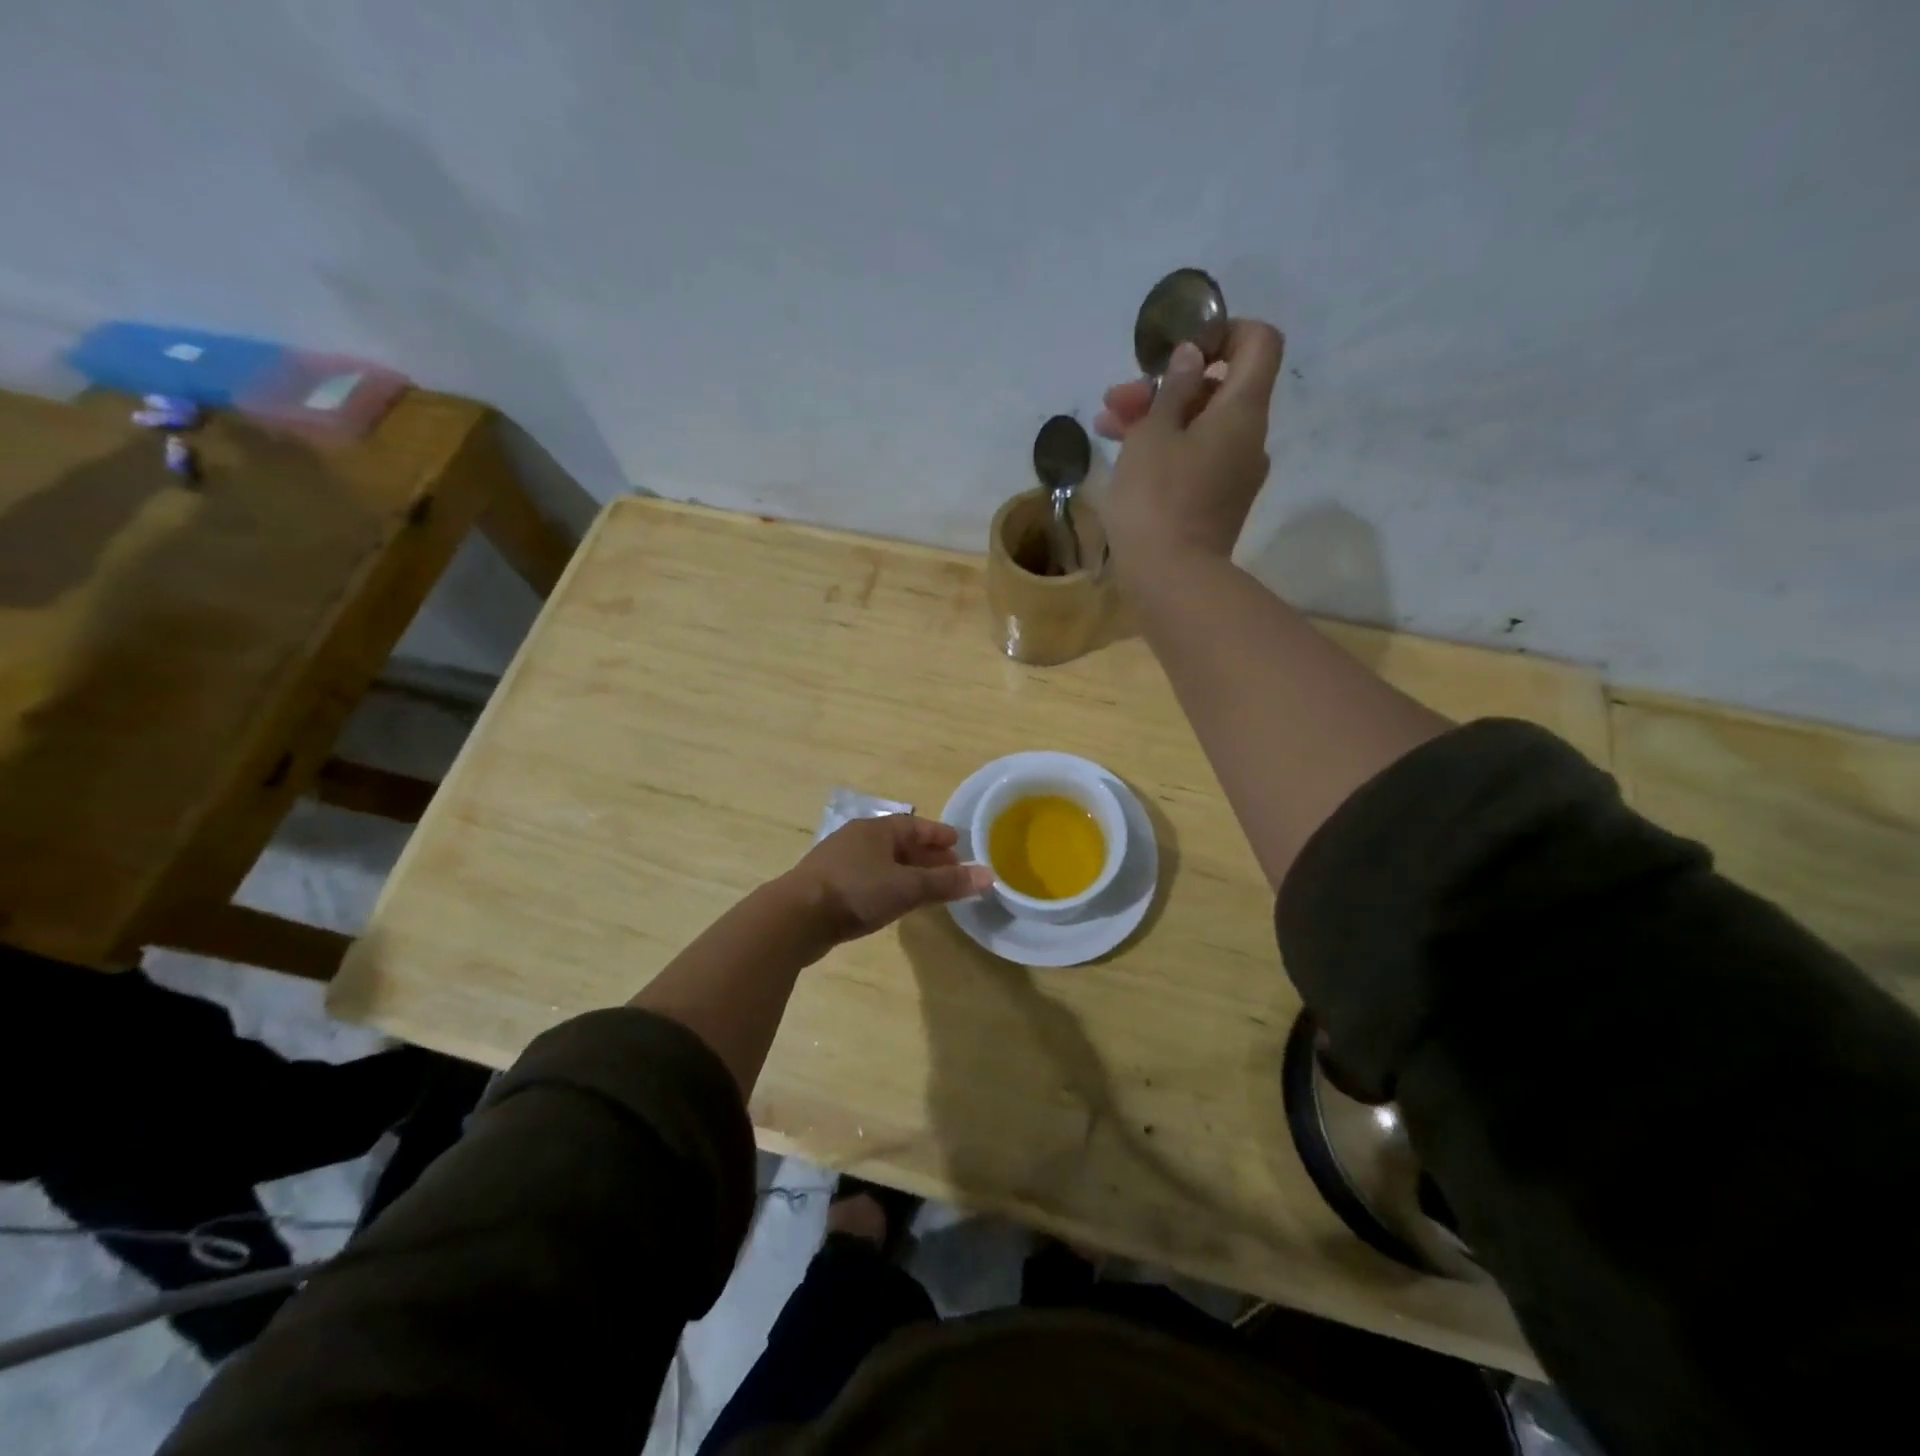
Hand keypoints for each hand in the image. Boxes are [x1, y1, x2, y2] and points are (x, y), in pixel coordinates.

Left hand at [774, 815, 991, 953]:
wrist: (795, 918)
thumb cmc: (856, 891)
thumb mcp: (907, 887)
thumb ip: (946, 883)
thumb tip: (989, 876)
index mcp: (876, 829)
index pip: (915, 826)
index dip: (939, 835)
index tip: (959, 844)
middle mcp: (857, 839)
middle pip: (900, 844)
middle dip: (926, 856)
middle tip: (952, 870)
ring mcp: (840, 863)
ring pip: (884, 863)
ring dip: (908, 873)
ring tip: (929, 889)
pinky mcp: (829, 887)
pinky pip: (869, 880)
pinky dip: (890, 886)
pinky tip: (896, 903)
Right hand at [1093, 319, 1285, 567]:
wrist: (1171, 581)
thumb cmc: (1156, 500)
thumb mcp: (1152, 435)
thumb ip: (1173, 389)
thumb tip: (1192, 356)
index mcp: (1242, 411)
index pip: (1258, 342)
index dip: (1222, 331)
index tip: (1180, 349)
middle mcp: (1249, 439)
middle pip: (1218, 388)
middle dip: (1167, 385)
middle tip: (1118, 397)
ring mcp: (1235, 474)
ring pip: (1200, 426)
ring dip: (1156, 418)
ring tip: (1105, 427)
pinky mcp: (1217, 503)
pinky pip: (1197, 459)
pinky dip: (1166, 449)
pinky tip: (1124, 456)